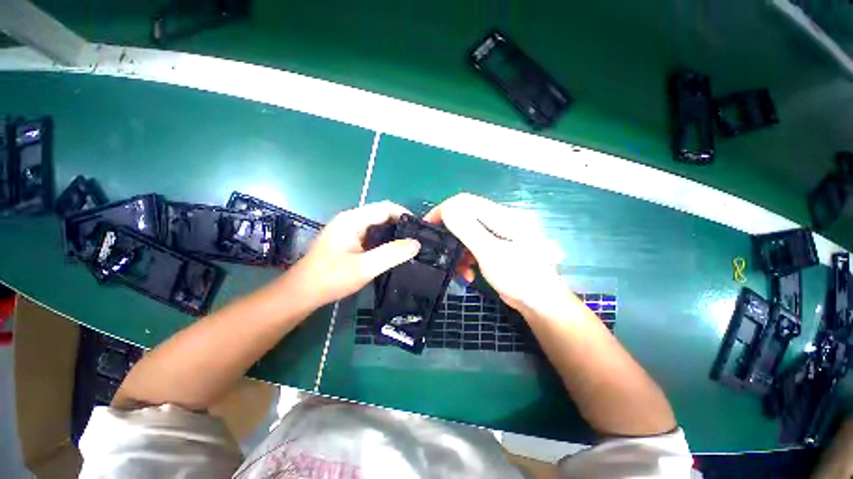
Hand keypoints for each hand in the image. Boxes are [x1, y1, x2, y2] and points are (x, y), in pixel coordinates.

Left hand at [286, 201, 420, 308]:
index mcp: (353, 220)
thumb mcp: (364, 267)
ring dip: (392, 233)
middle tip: (416, 240)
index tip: (419, 230)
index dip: (404, 215)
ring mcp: (347, 229)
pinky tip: (391, 251)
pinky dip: (383, 239)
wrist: (302, 293)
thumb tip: (416, 244)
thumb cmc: (331, 278)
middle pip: (381, 214)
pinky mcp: (347, 239)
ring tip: (408, 246)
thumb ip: (391, 254)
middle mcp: (350, 219)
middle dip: (400, 224)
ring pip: (377, 224)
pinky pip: (370, 233)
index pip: (385, 208)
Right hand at [424, 193, 566, 312]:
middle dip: (451, 235)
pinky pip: (473, 246)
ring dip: (459, 251)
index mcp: (505, 216)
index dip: (444, 210)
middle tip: (440, 251)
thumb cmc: (520, 278)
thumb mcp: (492, 254)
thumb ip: (469, 230)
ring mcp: (499, 235)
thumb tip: (448, 209)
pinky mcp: (496, 247)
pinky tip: (468, 273)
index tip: (429, 226)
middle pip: (465, 217)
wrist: (540, 304)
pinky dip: (466, 258)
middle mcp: (502, 221)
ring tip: (460, 270)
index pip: (466, 201)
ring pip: (467, 234)